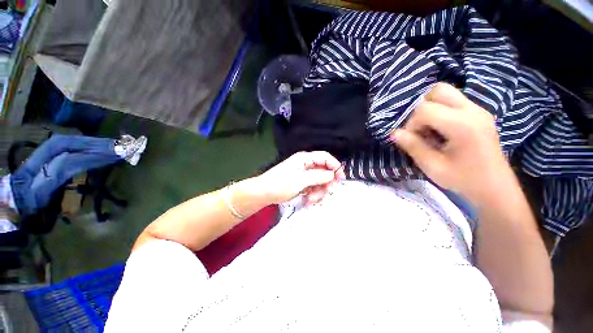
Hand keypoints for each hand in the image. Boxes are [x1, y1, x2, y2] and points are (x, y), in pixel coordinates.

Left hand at [255, 151, 345, 204]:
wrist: (263, 193)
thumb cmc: (280, 184)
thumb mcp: (300, 180)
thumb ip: (318, 176)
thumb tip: (332, 174)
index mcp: (305, 159)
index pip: (325, 157)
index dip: (335, 166)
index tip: (340, 178)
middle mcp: (306, 165)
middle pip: (324, 171)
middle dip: (325, 183)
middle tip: (324, 193)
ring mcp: (304, 175)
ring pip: (319, 181)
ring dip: (318, 191)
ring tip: (311, 199)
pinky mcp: (302, 183)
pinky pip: (313, 187)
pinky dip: (313, 194)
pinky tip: (308, 200)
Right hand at [391, 83, 513, 203]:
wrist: (495, 188)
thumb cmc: (463, 180)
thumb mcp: (432, 166)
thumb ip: (413, 146)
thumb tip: (394, 133)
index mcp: (462, 125)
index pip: (425, 109)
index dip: (411, 123)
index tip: (412, 139)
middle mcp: (472, 111)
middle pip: (438, 91)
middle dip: (421, 108)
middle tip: (420, 128)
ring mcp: (478, 110)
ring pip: (446, 93)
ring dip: (431, 107)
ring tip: (429, 128)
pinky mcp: (480, 113)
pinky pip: (454, 101)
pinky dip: (441, 111)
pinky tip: (441, 129)